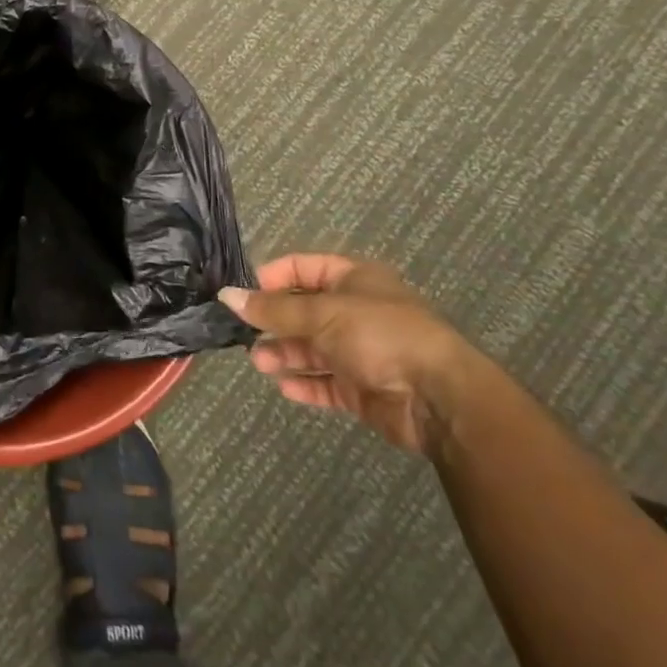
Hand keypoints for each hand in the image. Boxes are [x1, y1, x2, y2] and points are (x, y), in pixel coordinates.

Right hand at [220, 255, 483, 453]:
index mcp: (354, 279)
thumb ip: (273, 308)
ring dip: (285, 353)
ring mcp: (362, 351)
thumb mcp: (321, 314)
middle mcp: (356, 311)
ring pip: (312, 349)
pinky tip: (285, 387)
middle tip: (243, 334)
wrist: (439, 398)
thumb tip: (226, 296)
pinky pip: (327, 383)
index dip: (272, 277)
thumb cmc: (380, 335)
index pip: (303, 268)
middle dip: (274, 322)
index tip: (243, 293)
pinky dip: (305, 384)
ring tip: (259, 362)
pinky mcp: (364, 388)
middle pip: (304, 311)